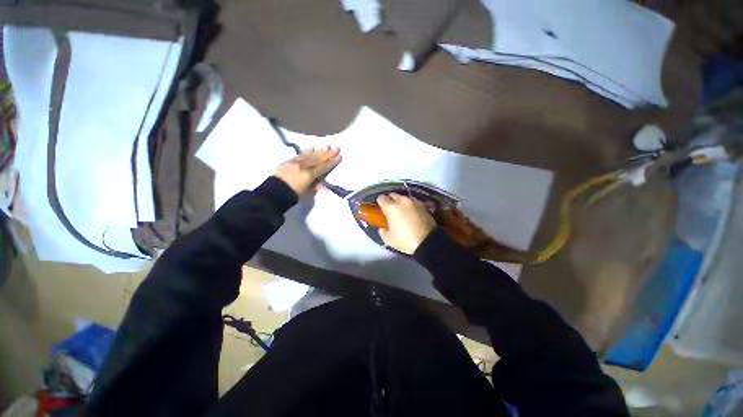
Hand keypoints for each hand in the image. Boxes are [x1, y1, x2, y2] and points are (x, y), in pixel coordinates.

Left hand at [274, 147, 341, 196]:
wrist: (274, 192)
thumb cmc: (293, 195)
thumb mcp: (307, 192)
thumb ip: (315, 185)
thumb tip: (321, 182)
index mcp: (310, 175)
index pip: (324, 167)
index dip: (332, 162)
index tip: (340, 156)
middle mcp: (304, 166)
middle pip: (318, 159)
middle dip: (328, 153)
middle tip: (336, 147)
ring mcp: (296, 162)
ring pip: (310, 155)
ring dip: (319, 150)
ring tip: (326, 146)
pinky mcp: (289, 161)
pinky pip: (300, 155)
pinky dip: (307, 151)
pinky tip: (311, 148)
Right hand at [377, 193, 435, 254]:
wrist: (428, 242)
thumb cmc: (405, 240)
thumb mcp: (388, 239)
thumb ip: (383, 231)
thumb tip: (383, 228)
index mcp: (391, 207)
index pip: (381, 198)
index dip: (379, 203)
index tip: (380, 209)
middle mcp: (402, 201)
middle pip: (392, 195)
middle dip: (390, 200)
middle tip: (390, 210)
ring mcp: (414, 202)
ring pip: (403, 197)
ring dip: (400, 202)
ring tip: (401, 211)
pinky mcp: (423, 205)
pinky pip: (413, 202)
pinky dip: (410, 205)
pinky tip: (411, 213)